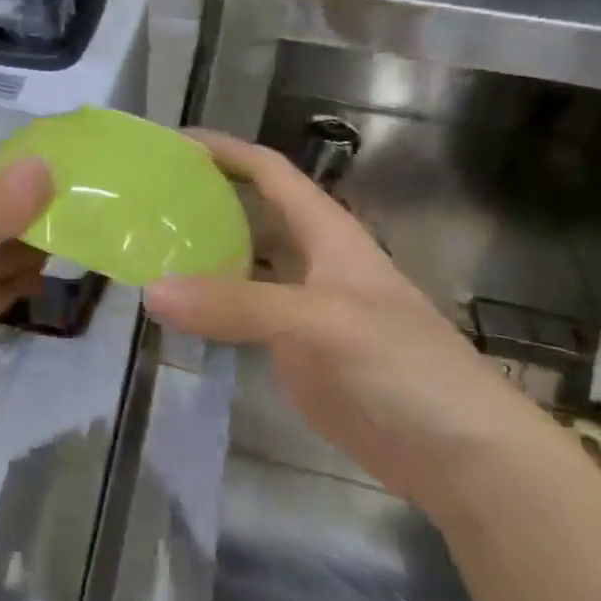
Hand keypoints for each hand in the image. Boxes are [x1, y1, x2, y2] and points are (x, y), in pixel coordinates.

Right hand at [144, 131, 548, 514]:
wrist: (457, 455)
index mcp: (327, 233)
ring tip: (142, 249)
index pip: (270, 172)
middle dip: (202, 201)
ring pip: (240, 268)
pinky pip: (238, 318)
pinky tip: (170, 312)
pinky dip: (206, 309)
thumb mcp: (322, 321)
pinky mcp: (292, 354)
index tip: (171, 144)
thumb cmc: (404, 366)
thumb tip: (150, 290)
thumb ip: (238, 304)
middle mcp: (310, 262)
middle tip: (142, 202)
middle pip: (249, 216)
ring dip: (198, 257)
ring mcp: (300, 310)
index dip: (226, 151)